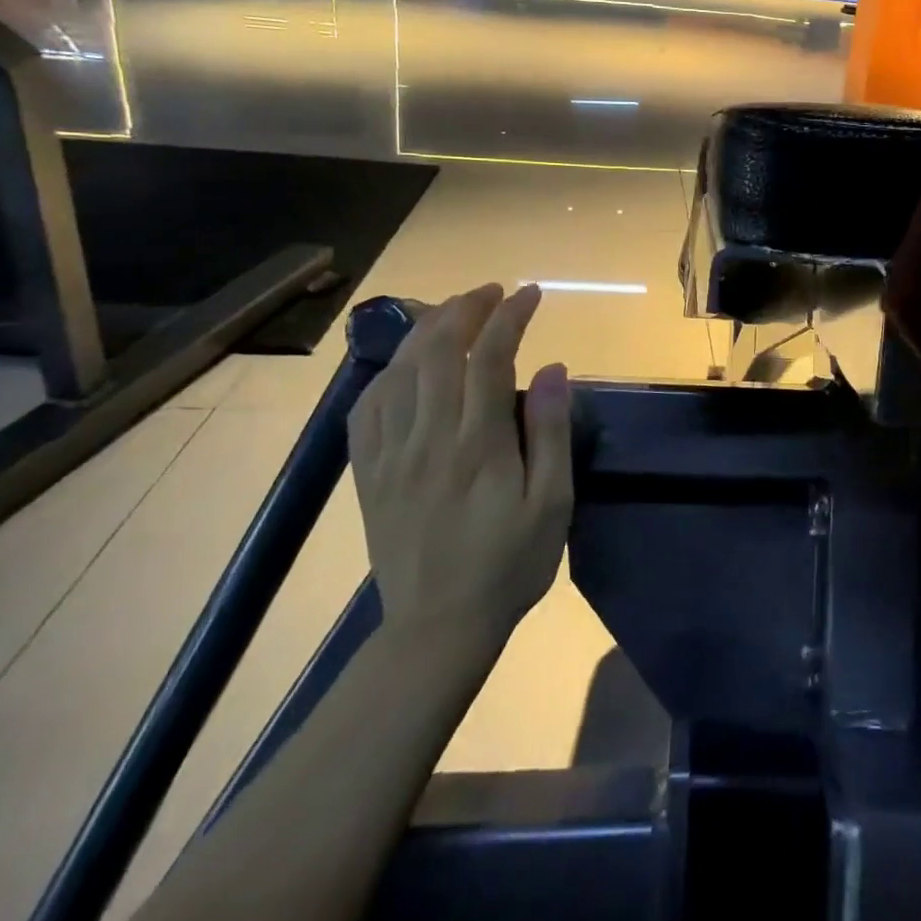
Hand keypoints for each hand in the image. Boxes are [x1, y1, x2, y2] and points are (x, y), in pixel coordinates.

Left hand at [346, 284, 572, 647]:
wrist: (437, 629)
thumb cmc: (510, 565)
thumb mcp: (552, 504)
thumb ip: (551, 433)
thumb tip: (552, 368)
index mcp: (478, 445)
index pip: (490, 357)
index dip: (510, 316)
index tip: (531, 294)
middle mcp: (428, 438)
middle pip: (439, 350)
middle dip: (467, 308)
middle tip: (493, 291)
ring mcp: (390, 454)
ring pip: (401, 370)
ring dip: (428, 329)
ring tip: (454, 311)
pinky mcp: (368, 473)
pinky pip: (367, 406)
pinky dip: (389, 372)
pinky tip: (406, 364)